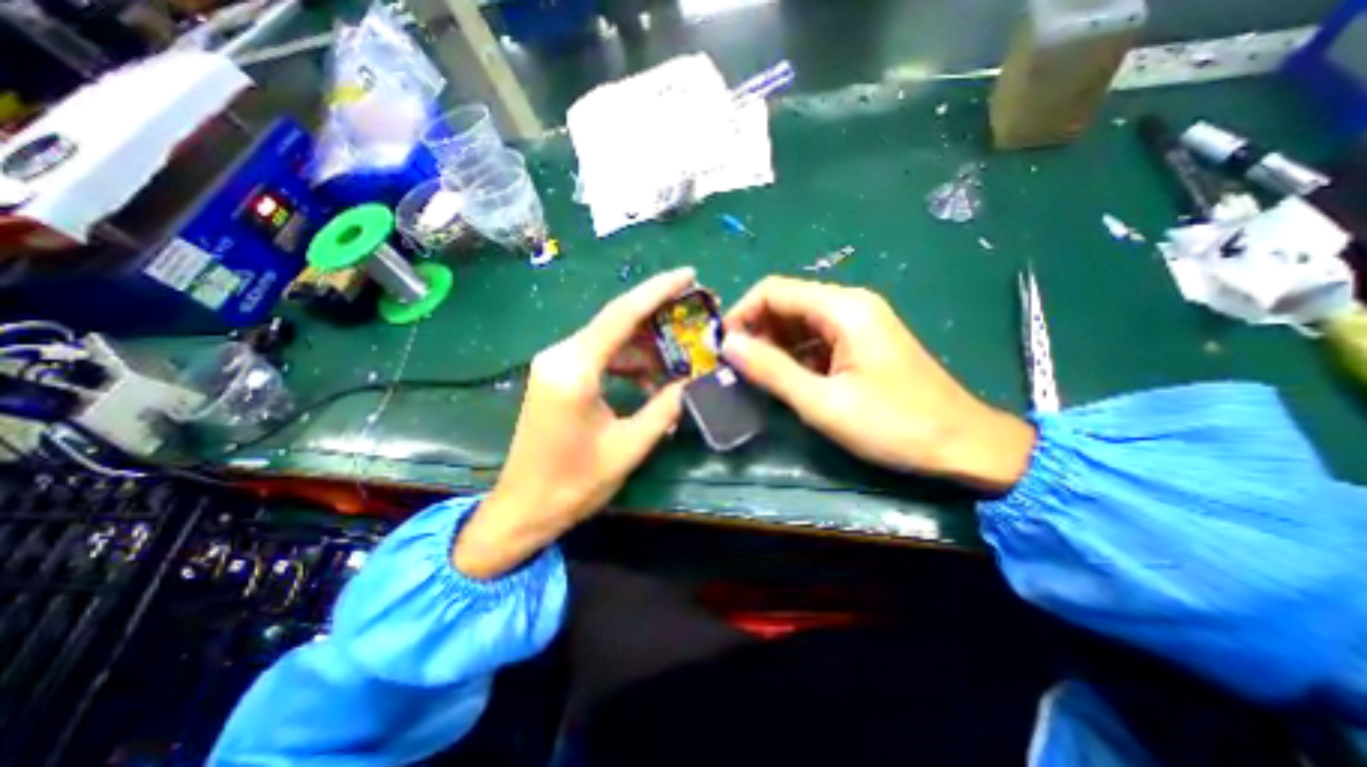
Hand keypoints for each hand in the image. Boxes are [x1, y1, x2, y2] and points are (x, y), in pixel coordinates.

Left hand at [452, 267, 696, 575]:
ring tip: (681, 360)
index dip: (659, 291)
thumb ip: (665, 408)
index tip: (689, 275)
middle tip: (695, 317)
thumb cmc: (573, 484)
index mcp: (574, 369)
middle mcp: (561, 356)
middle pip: (618, 322)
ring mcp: (557, 364)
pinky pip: (602, 358)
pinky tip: (651, 382)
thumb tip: (693, 382)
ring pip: (612, 341)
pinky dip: (629, 365)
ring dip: (646, 349)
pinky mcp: (559, 376)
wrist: (524, 508)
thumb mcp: (628, 447)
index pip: (622, 315)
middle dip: (659, 319)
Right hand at [720, 275, 1029, 490]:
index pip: (773, 291)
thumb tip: (727, 346)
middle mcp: (849, 304)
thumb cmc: (893, 425)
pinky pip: (816, 338)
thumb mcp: (823, 402)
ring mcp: (858, 322)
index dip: (741, 313)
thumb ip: (771, 370)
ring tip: (755, 376)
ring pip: (799, 322)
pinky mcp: (861, 342)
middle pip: (786, 303)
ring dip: (772, 344)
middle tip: (734, 367)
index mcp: (842, 308)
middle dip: (755, 330)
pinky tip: (785, 378)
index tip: (721, 347)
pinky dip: (794, 354)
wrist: (962, 444)